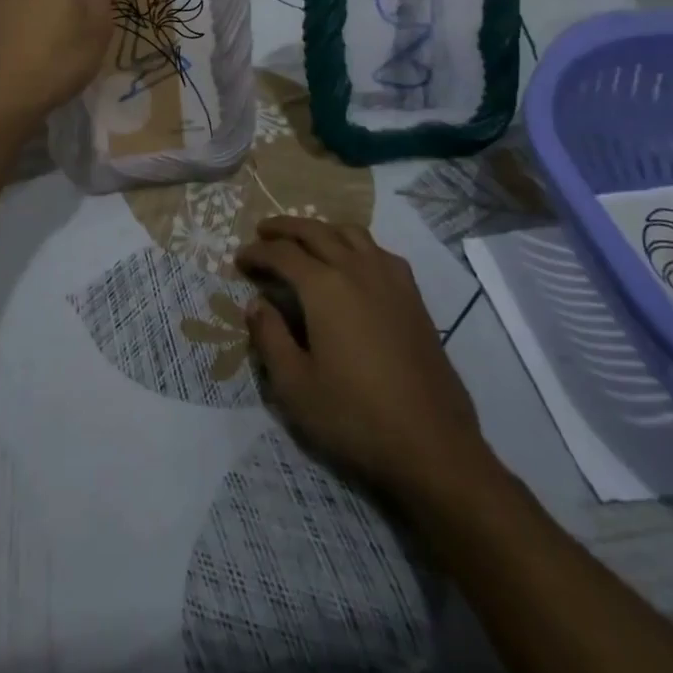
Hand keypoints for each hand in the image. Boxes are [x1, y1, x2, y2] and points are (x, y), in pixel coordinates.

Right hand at [237, 219, 500, 505]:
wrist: (433, 444)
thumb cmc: (355, 416)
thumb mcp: (295, 386)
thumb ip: (270, 338)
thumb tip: (256, 304)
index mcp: (324, 287)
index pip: (282, 254)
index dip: (257, 253)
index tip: (239, 259)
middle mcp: (356, 269)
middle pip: (315, 231)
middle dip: (285, 228)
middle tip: (263, 233)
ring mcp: (390, 279)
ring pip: (350, 233)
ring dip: (321, 229)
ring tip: (305, 240)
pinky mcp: (413, 295)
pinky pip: (378, 251)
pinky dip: (355, 244)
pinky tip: (352, 262)